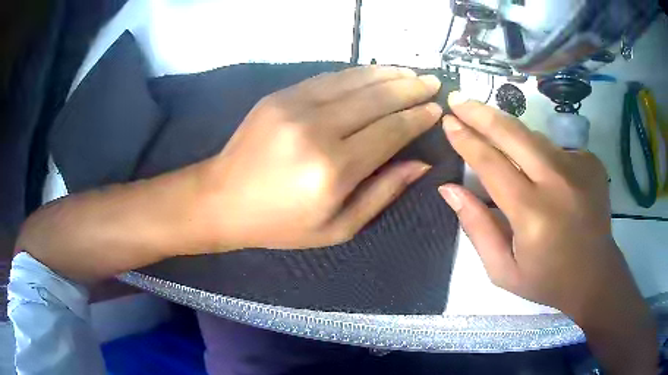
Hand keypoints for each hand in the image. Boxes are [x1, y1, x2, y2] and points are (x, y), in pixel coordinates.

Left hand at [197, 66, 442, 249]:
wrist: (222, 199)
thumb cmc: (281, 224)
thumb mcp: (338, 228)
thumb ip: (383, 193)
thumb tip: (420, 164)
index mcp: (334, 169)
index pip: (391, 131)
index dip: (417, 118)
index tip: (436, 109)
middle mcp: (318, 130)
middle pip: (377, 99)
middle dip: (411, 89)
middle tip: (433, 82)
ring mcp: (295, 106)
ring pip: (355, 81)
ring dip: (388, 74)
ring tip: (411, 73)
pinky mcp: (280, 96)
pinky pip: (328, 77)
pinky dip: (357, 73)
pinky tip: (375, 73)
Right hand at [439, 92, 655, 373]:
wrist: (595, 276)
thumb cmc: (546, 280)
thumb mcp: (502, 269)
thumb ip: (477, 227)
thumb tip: (449, 188)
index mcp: (532, 214)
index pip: (491, 164)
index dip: (466, 140)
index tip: (448, 121)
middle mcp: (557, 182)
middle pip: (513, 134)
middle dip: (481, 113)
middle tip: (459, 98)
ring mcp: (579, 167)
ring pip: (533, 136)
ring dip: (508, 130)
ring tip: (489, 127)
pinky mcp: (590, 162)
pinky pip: (554, 148)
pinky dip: (538, 152)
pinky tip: (538, 171)